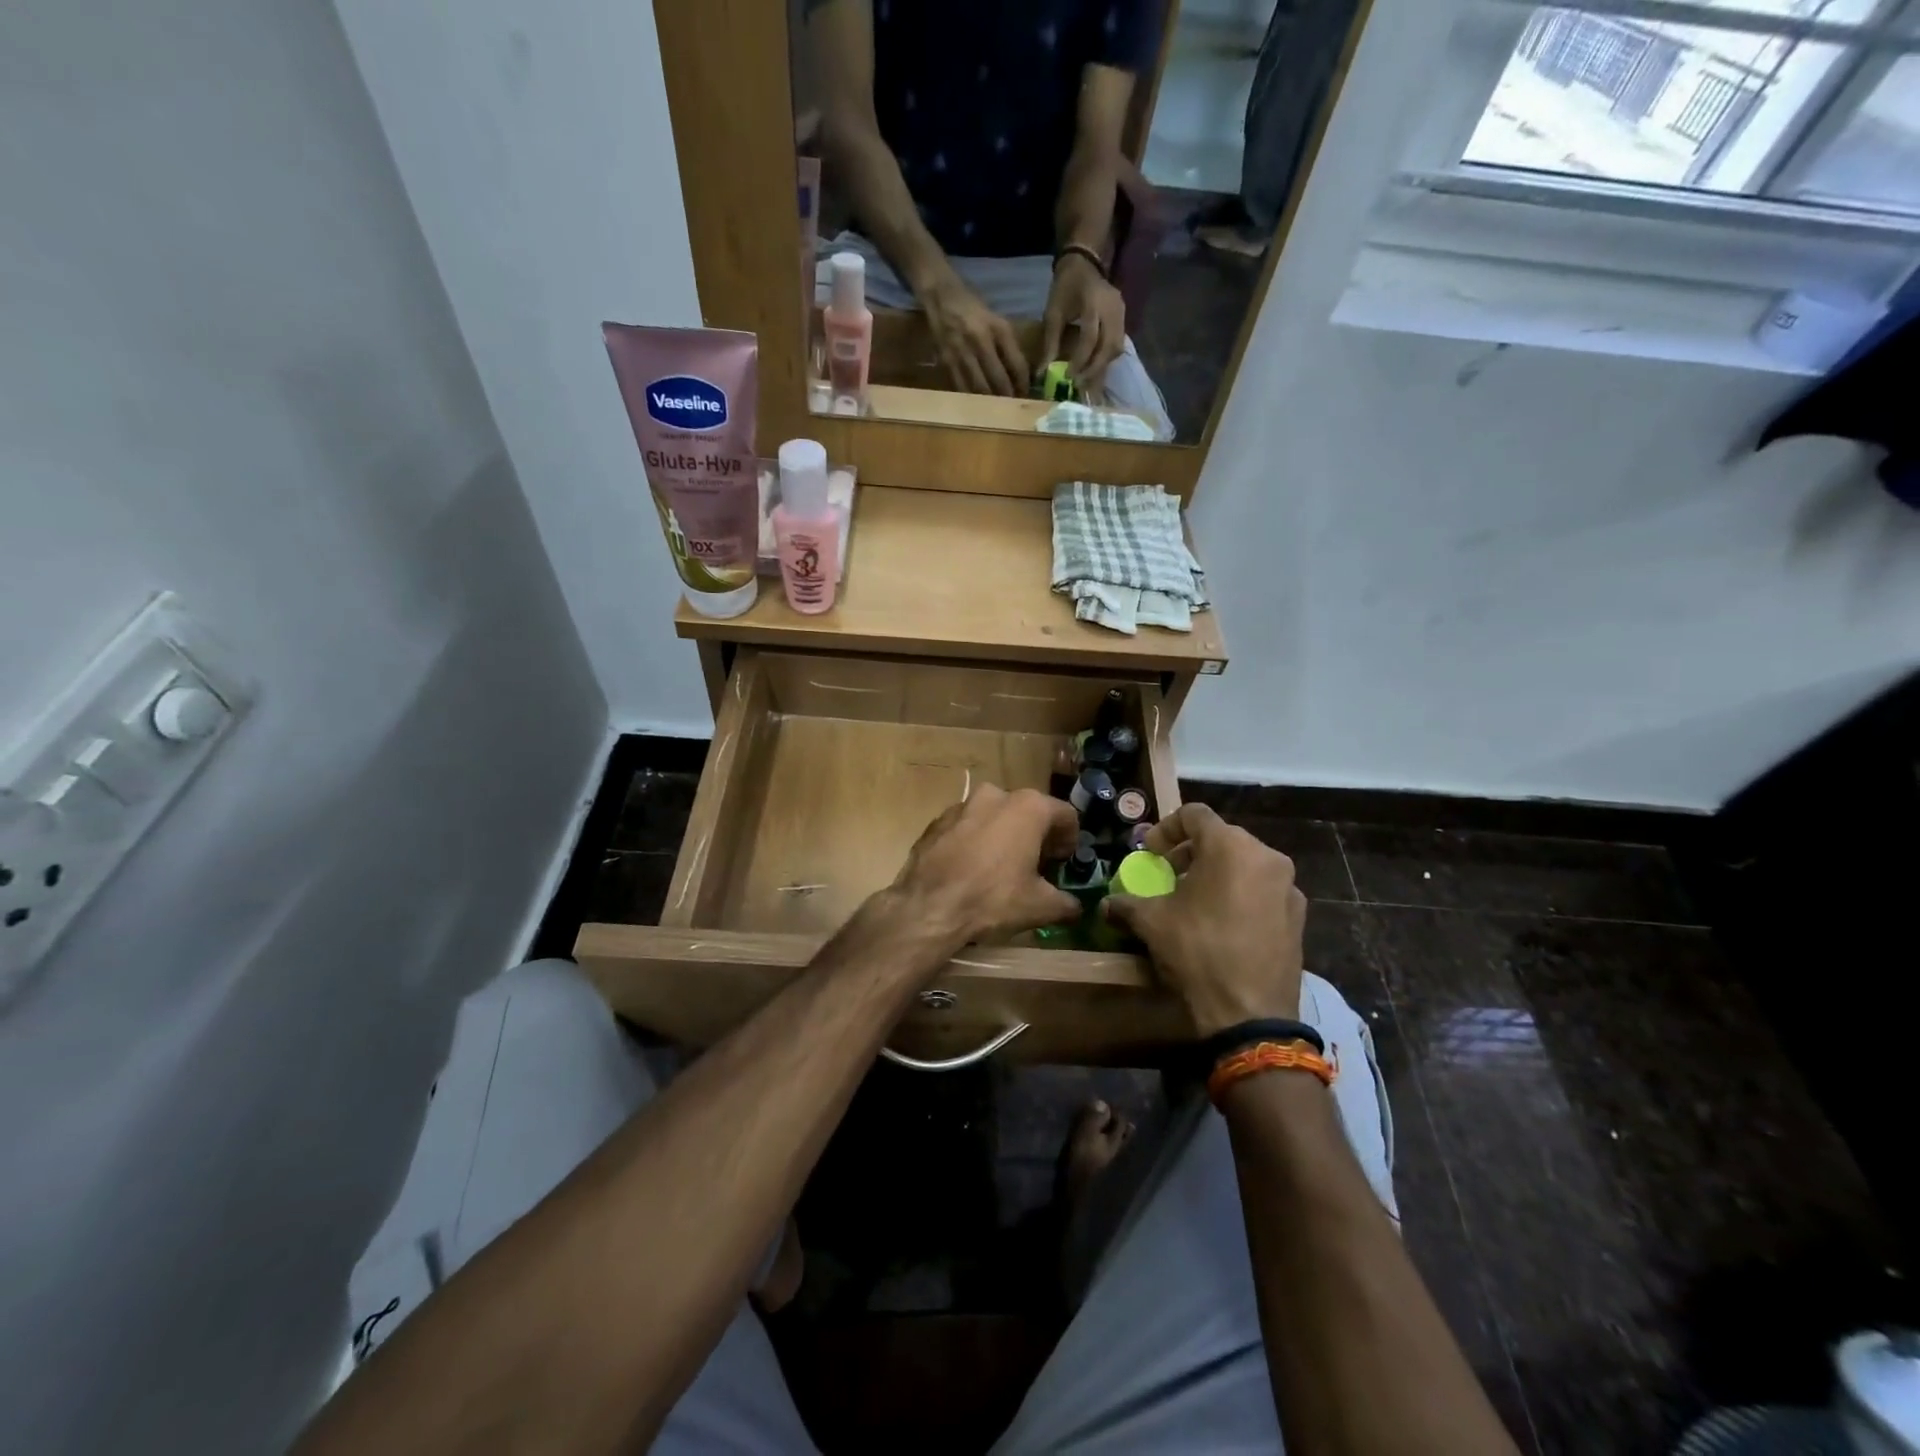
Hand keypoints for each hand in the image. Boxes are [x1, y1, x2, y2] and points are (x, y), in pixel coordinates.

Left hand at [888, 785, 1081, 948]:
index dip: (1070, 840)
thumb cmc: (992, 899)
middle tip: (1035, 866)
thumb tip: (1075, 907)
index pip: (1065, 815)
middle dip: (1036, 836)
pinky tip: (970, 870)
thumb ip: (1066, 903)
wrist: (928, 907)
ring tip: (1001, 868)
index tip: (1063, 863)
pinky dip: (974, 842)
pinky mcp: (936, 821)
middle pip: (1028, 812)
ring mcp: (961, 805)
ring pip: (994, 816)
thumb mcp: (1040, 906)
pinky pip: (966, 827)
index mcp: (1028, 807)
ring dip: (1003, 836)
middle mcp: (995, 795)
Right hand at [920, 273, 1029, 395]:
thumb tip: (1019, 376)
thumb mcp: (996, 320)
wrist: (940, 296)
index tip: (1025, 394)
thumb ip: (1008, 345)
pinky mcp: (947, 362)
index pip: (1017, 364)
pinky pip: (962, 387)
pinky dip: (972, 399)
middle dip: (1008, 397)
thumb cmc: (973, 308)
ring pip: (980, 388)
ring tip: (997, 410)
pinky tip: (978, 404)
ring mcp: (962, 352)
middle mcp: (980, 340)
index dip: (1023, 383)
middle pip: (999, 380)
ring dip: (991, 402)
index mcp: (998, 328)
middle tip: (1012, 407)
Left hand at [1041, 252, 1125, 391]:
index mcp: (1093, 302)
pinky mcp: (1124, 317)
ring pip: (1116, 348)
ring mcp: (1121, 312)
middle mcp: (1112, 308)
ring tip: (1086, 379)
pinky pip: (1118, 343)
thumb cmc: (1065, 287)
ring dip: (1102, 366)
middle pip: (1109, 346)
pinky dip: (1106, 359)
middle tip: (1079, 384)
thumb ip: (1050, 342)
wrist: (1084, 264)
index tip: (1068, 376)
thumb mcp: (1053, 312)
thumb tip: (1042, 373)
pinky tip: (1094, 368)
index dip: (1080, 360)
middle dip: (1094, 369)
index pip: (1090, 338)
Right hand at [1104, 804, 1305, 1032]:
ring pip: (1245, 864)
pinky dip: (1240, 895)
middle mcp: (1266, 856)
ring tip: (1194, 901)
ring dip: (1216, 873)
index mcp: (1230, 846)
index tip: (1149, 853)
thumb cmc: (1198, 952)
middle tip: (1168, 876)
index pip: (1194, 815)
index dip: (1165, 829)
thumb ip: (1126, 904)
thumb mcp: (1152, 923)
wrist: (1251, 1014)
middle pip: (1221, 838)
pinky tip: (1222, 925)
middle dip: (1190, 852)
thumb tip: (1106, 905)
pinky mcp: (1299, 916)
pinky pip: (1263, 890)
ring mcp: (1289, 887)